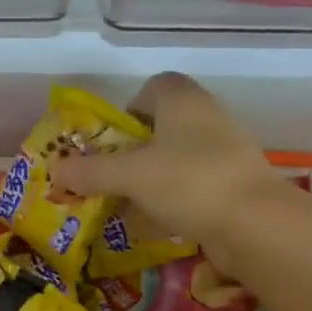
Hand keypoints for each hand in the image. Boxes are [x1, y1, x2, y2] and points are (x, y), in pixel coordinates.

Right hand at [52, 73, 304, 265]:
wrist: (256, 224)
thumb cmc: (188, 181)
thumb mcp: (129, 175)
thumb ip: (90, 172)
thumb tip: (55, 170)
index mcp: (183, 100)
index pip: (155, 86)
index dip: (131, 106)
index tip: (114, 137)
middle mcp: (208, 117)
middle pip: (165, 124)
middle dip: (137, 148)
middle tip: (114, 172)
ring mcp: (228, 151)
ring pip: (181, 156)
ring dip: (156, 175)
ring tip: (131, 200)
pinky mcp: (237, 183)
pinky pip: (197, 183)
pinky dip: (177, 197)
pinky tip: (161, 221)